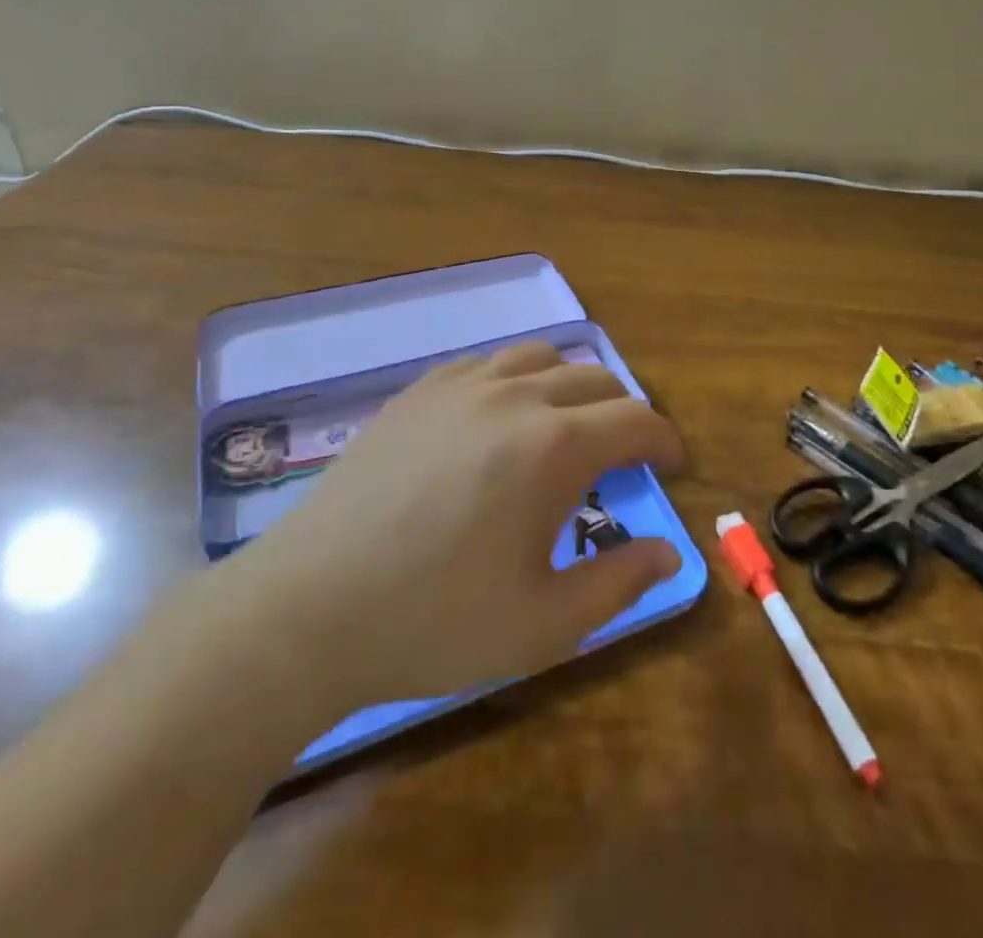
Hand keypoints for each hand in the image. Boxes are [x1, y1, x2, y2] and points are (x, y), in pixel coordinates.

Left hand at [219, 341, 685, 706]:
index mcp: (553, 446)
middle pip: (595, 380)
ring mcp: (460, 385)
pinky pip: (486, 363)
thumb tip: (669, 551)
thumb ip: (620, 582)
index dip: (666, 441)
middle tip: (622, 459)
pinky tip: (499, 420)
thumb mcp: (544, 624)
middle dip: (624, 415)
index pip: (636, 421)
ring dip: (570, 387)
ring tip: (564, 429)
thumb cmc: (435, 622)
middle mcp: (514, 396)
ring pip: (540, 358)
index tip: (673, 467)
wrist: (308, 610)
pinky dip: (515, 380)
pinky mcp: (418, 390)